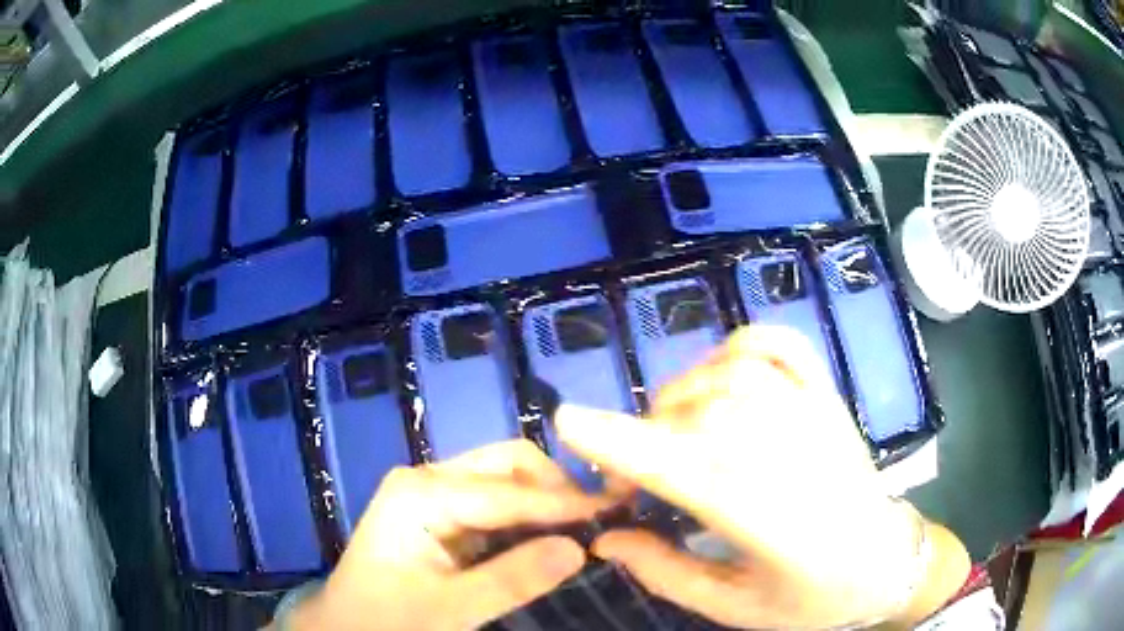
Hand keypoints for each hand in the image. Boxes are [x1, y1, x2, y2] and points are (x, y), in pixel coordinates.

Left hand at [284, 440, 613, 630]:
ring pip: (504, 480)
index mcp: (421, 493)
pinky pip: (494, 502)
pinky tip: (550, 535)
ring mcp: (431, 493)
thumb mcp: (449, 610)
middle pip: (506, 465)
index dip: (564, 503)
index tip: (616, 511)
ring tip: (585, 527)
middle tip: (599, 522)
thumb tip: (580, 549)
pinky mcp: (438, 513)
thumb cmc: (387, 620)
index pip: (508, 491)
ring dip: (544, 501)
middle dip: (555, 489)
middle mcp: (427, 479)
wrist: (344, 626)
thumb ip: (512, 579)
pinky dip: (526, 515)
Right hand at [557, 326, 968, 628]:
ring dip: (682, 397)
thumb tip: (603, 538)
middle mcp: (796, 456)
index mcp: (772, 522)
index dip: (625, 443)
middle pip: (700, 415)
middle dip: (645, 436)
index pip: (690, 469)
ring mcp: (817, 414)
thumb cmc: (810, 598)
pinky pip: (777, 343)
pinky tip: (721, 375)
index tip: (568, 422)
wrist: (884, 561)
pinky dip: (737, 345)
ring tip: (675, 435)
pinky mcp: (828, 394)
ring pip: (729, 376)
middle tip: (635, 477)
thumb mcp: (733, 607)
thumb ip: (664, 573)